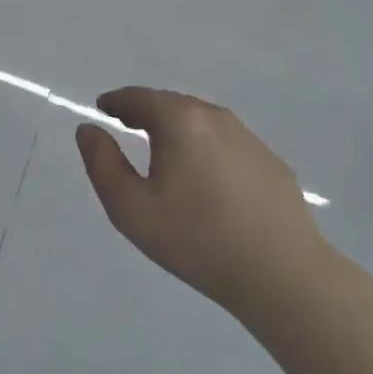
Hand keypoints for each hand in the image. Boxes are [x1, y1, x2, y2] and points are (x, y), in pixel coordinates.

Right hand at [76, 87, 329, 320]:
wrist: (283, 275)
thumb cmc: (197, 239)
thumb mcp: (131, 208)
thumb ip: (102, 163)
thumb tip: (88, 129)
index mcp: (179, 121)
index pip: (139, 97)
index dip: (117, 101)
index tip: (104, 108)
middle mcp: (215, 118)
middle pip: (172, 103)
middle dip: (147, 110)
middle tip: (128, 123)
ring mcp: (249, 139)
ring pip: (203, 121)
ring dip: (179, 127)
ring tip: (164, 148)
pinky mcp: (271, 163)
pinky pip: (227, 142)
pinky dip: (207, 146)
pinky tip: (206, 175)